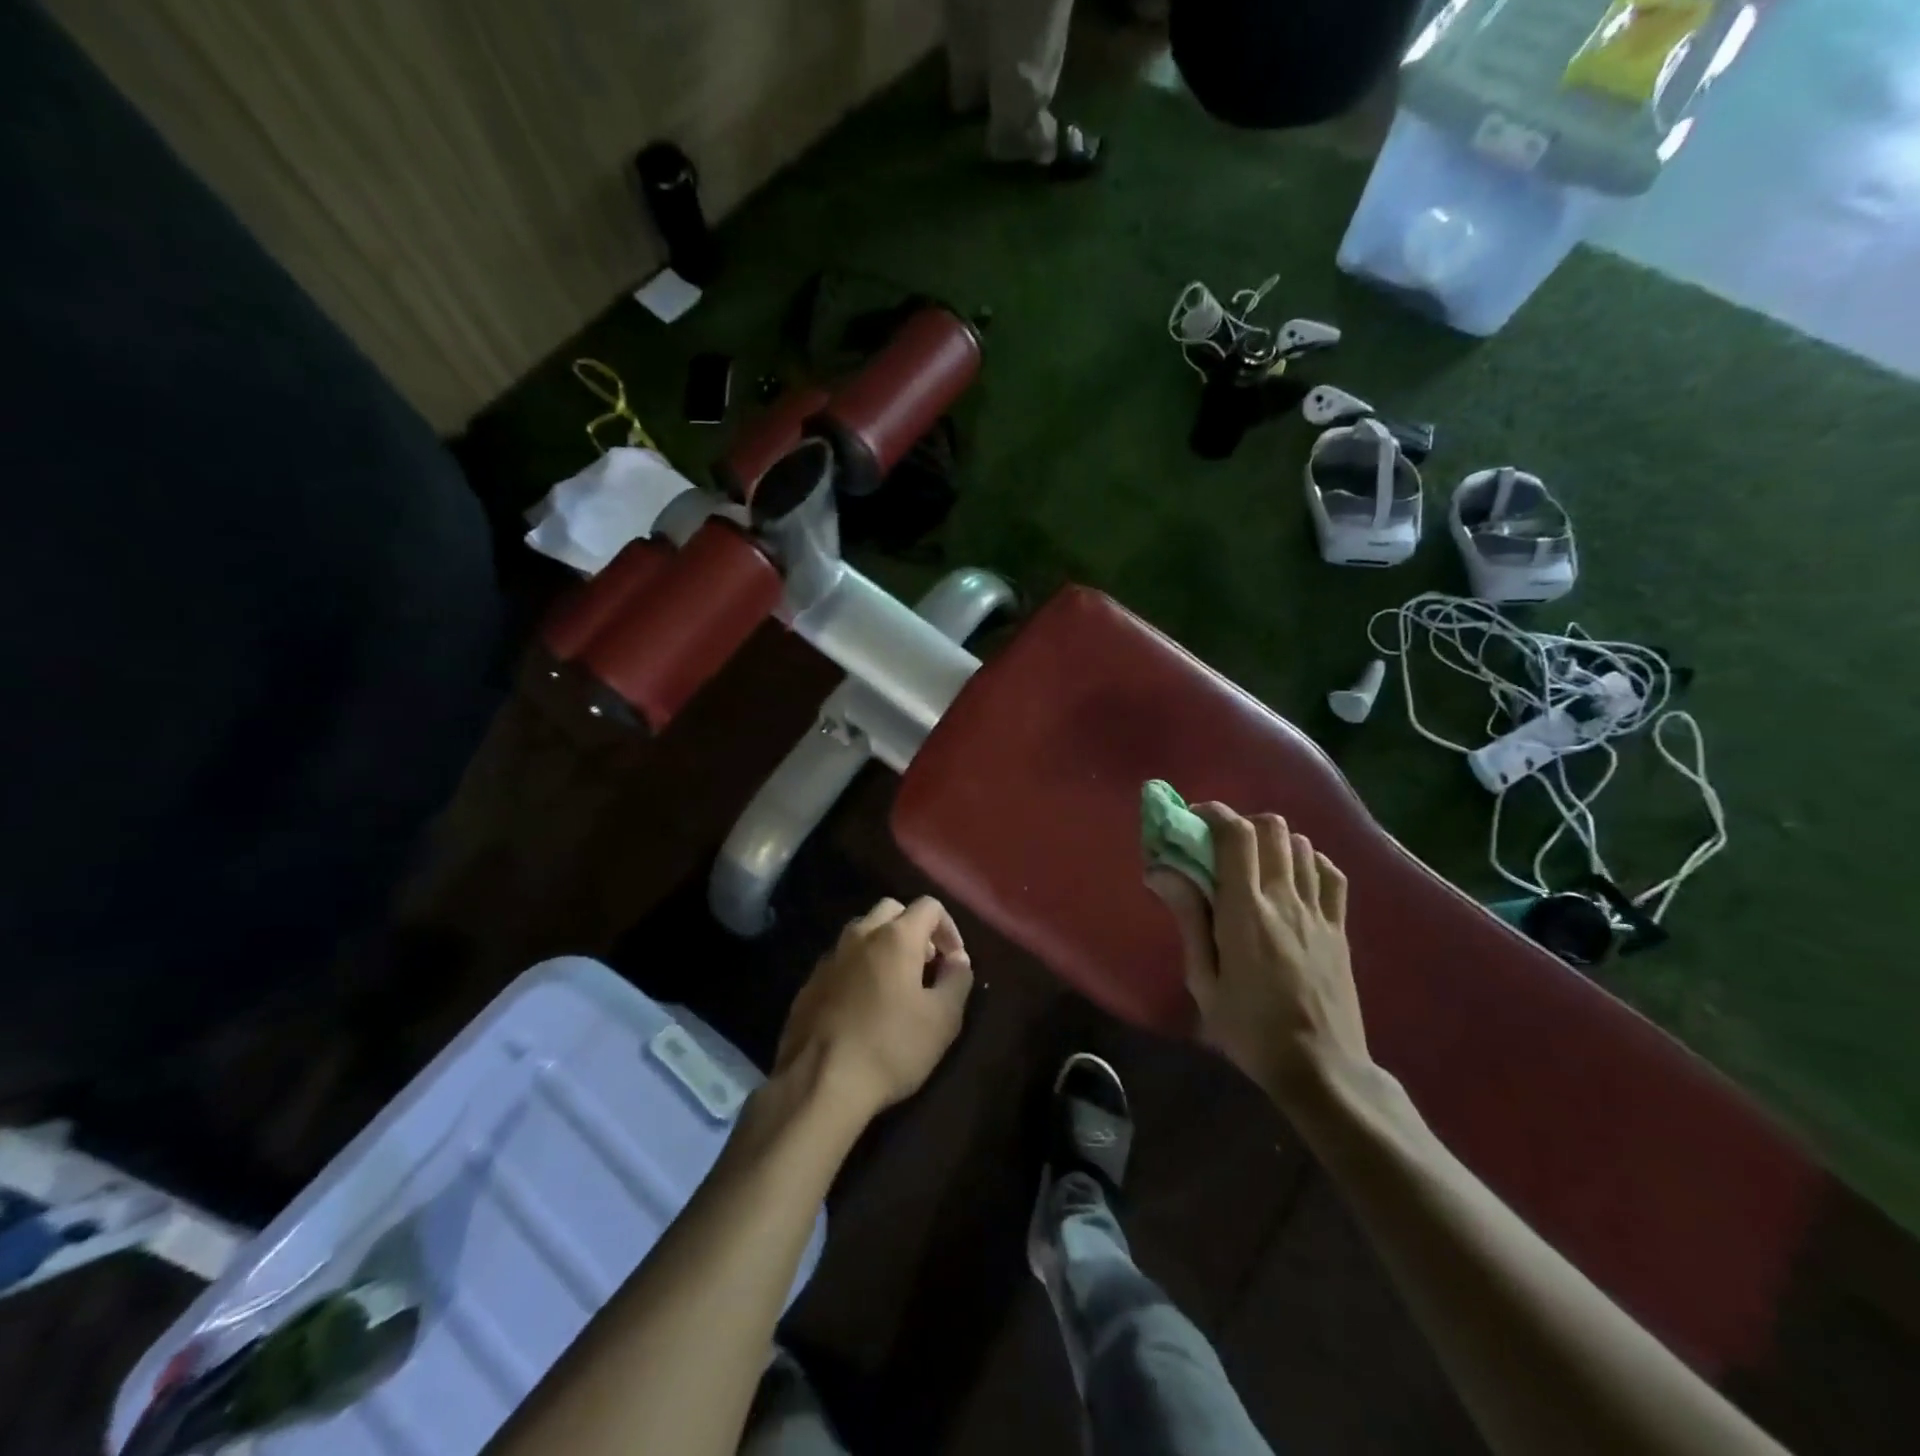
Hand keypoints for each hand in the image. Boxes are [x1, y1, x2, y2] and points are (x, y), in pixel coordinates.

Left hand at [776, 896, 974, 1122]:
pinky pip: (840, 961)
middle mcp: (859, 935)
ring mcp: (829, 958)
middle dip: (914, 929)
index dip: (949, 928)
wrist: (820, 1083)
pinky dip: (858, 969)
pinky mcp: (809, 983)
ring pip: (861, 933)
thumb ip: (957, 979)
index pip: (929, 906)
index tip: (954, 961)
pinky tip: (863, 1006)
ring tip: (895, 985)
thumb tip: (958, 959)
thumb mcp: (943, 1019)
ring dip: (883, 946)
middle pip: (891, 910)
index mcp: (895, 937)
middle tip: (925, 965)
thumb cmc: (891, 1047)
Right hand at [1147, 805, 1369, 1108]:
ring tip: (1254, 866)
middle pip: (1271, 827)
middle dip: (1241, 824)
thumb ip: (1188, 918)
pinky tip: (1293, 881)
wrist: (1322, 1068)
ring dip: (1273, 843)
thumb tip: (1162, 872)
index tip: (1192, 819)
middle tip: (1220, 847)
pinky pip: (1329, 873)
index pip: (1236, 835)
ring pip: (1301, 845)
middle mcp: (1285, 899)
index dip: (1213, 814)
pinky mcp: (1340, 927)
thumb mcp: (1203, 981)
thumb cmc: (1249, 1029)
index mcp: (1246, 911)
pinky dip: (1308, 863)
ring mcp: (1319, 911)